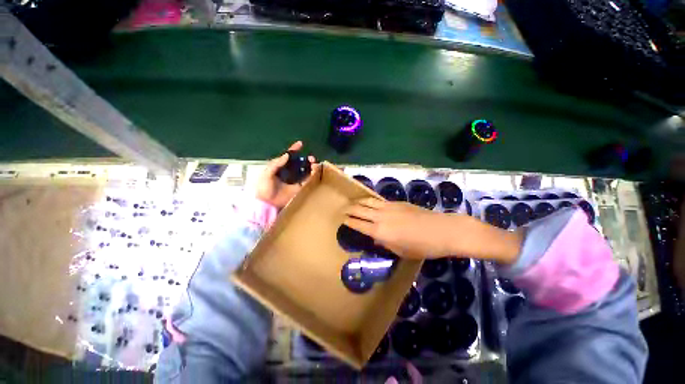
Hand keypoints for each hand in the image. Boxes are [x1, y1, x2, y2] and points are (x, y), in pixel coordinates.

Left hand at [256, 141, 316, 208]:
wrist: (267, 203)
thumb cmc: (264, 188)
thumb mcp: (267, 174)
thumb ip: (276, 164)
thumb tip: (286, 155)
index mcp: (280, 167)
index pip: (288, 156)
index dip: (294, 149)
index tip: (300, 144)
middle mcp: (289, 172)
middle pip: (300, 163)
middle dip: (306, 159)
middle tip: (311, 158)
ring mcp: (295, 180)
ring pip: (305, 170)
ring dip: (311, 166)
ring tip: (314, 164)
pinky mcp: (299, 187)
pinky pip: (308, 180)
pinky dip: (312, 175)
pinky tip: (314, 172)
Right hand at [344, 198, 457, 258]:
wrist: (441, 230)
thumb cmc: (421, 246)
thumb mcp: (400, 251)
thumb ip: (385, 243)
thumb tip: (376, 238)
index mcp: (380, 231)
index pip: (358, 224)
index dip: (348, 221)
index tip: (342, 219)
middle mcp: (380, 217)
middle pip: (360, 209)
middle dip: (349, 209)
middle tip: (343, 210)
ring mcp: (388, 207)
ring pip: (368, 201)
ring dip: (358, 202)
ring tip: (353, 203)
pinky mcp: (397, 202)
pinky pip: (379, 200)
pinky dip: (370, 200)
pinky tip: (370, 202)